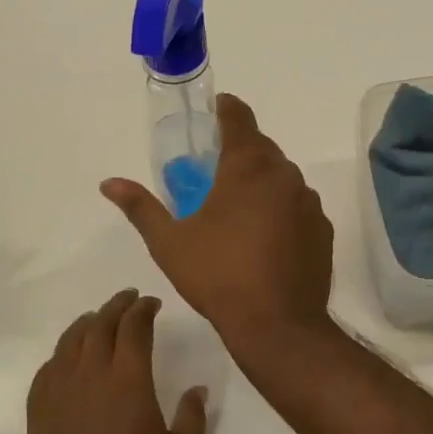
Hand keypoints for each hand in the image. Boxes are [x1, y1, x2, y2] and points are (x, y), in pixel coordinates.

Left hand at [25, 289, 207, 433]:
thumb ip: (192, 417)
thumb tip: (197, 389)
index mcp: (129, 379)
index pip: (134, 327)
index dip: (143, 309)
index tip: (152, 303)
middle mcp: (91, 374)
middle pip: (100, 324)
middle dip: (116, 306)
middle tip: (128, 299)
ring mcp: (60, 391)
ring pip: (71, 340)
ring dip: (88, 323)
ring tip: (98, 319)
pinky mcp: (38, 411)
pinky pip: (49, 367)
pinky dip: (62, 353)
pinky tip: (68, 358)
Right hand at [101, 94, 334, 353]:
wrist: (278, 325)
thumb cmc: (218, 276)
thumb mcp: (169, 242)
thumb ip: (141, 207)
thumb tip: (109, 183)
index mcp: (247, 167)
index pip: (239, 119)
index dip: (226, 109)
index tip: (216, 108)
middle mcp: (284, 175)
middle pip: (262, 147)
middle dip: (240, 149)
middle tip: (215, 167)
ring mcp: (308, 202)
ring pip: (282, 177)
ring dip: (261, 180)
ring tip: (238, 206)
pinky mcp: (323, 229)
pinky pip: (298, 205)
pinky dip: (281, 208)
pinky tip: (265, 235)